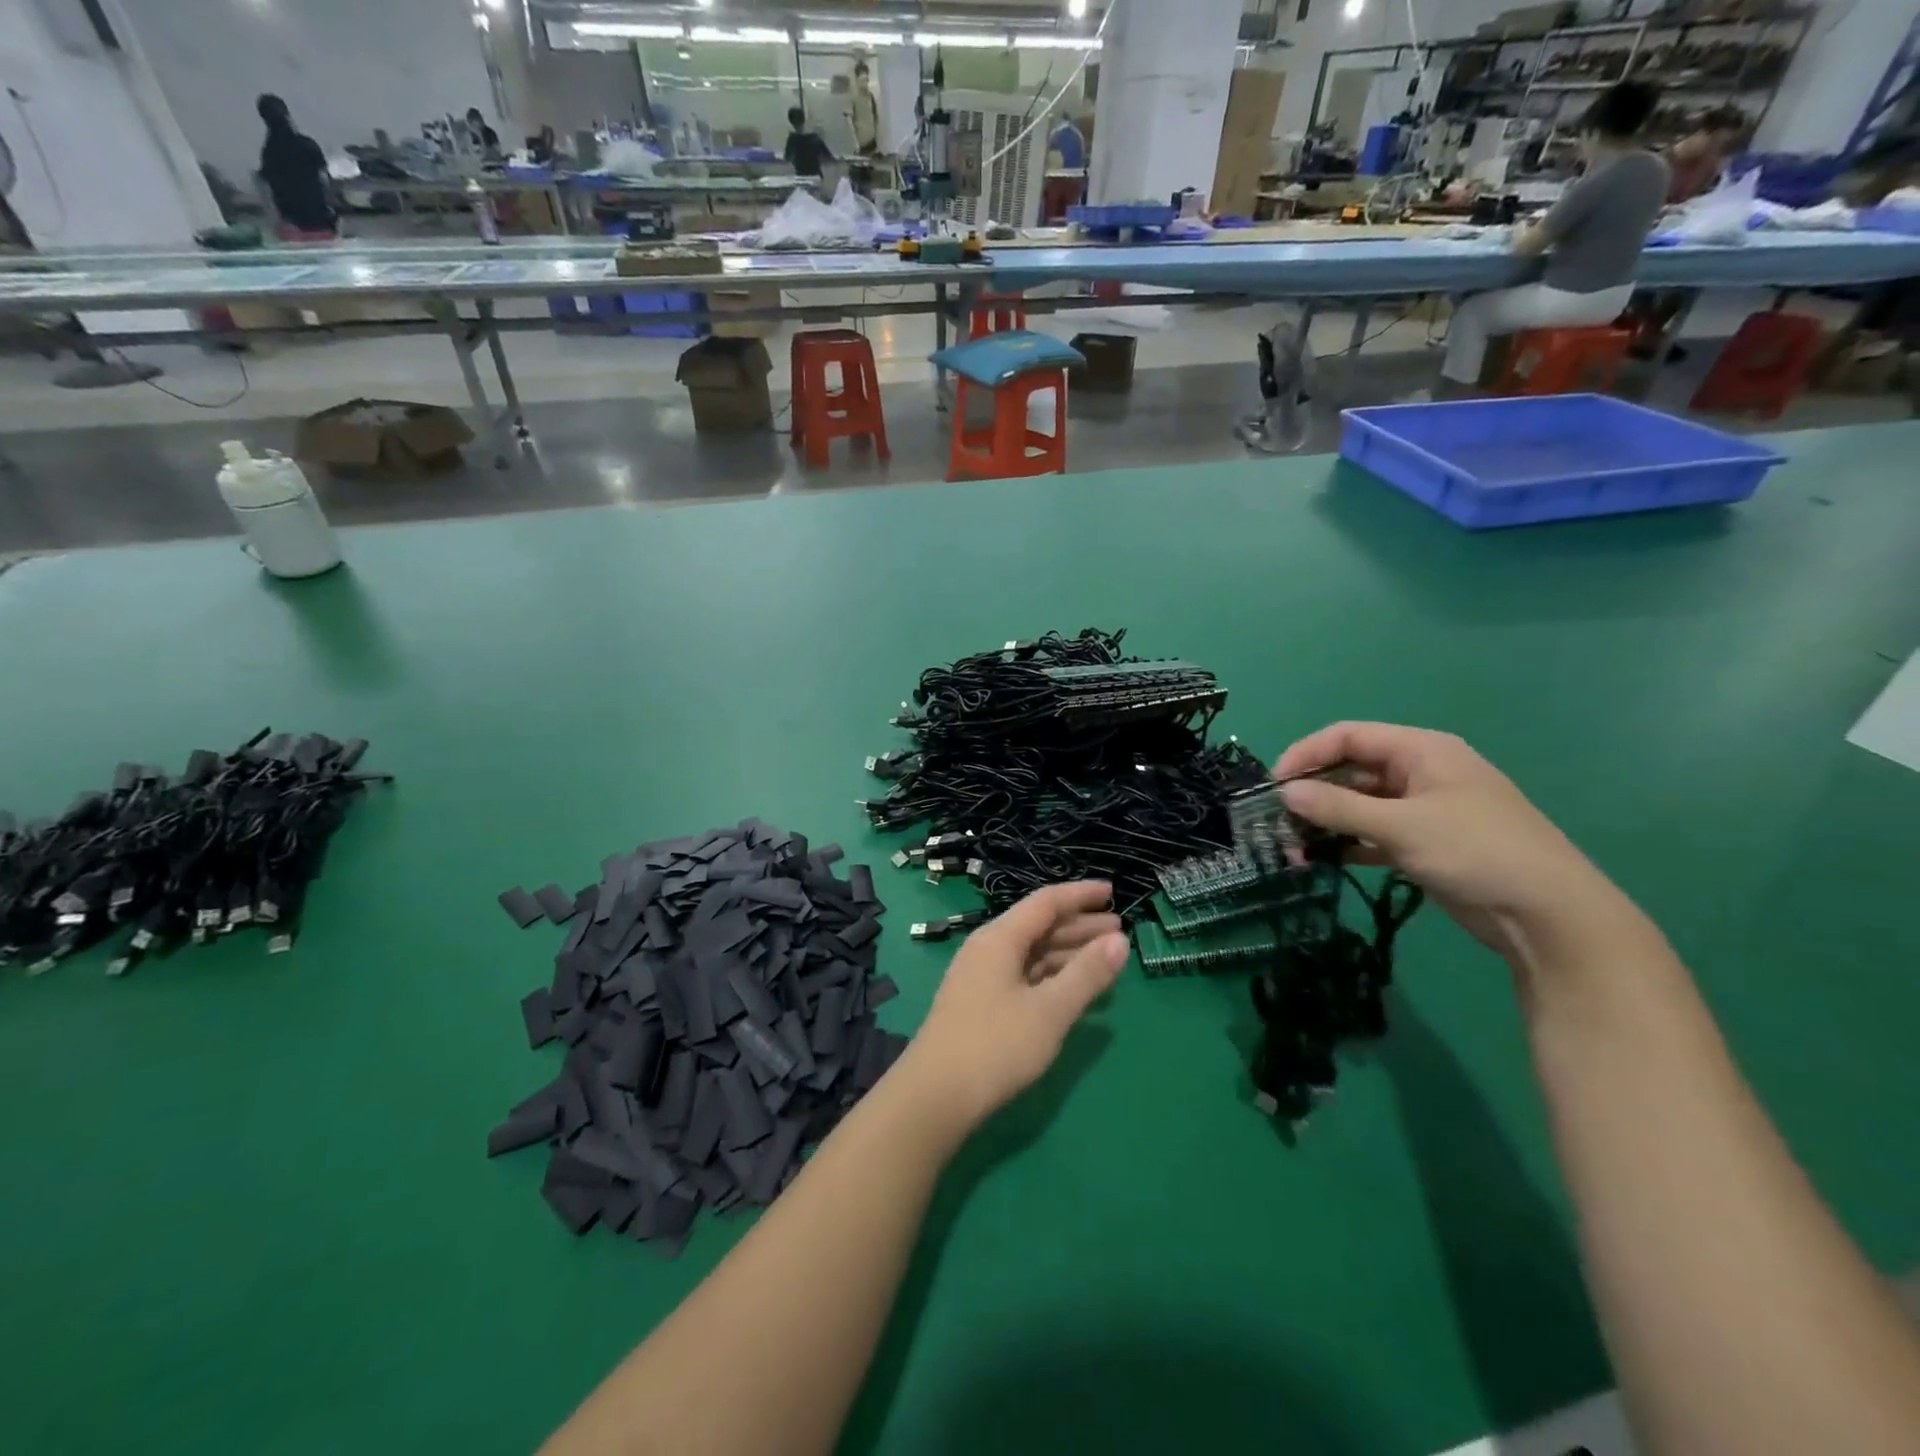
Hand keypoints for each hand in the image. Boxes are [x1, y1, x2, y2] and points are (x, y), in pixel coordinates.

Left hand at [895, 882, 1126, 1132]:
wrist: (935, 1096)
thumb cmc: (996, 1045)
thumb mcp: (1050, 1010)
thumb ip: (1087, 974)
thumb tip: (1120, 940)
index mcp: (999, 938)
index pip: (1045, 903)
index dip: (1080, 895)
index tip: (1112, 892)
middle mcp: (988, 949)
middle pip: (1039, 926)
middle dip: (1079, 926)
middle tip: (1120, 931)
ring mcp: (981, 978)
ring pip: (1032, 954)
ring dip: (1068, 953)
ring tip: (1105, 960)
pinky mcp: (981, 1005)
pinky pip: (1024, 976)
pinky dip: (1052, 977)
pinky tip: (1074, 991)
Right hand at [1274, 722, 1635, 967]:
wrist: (1548, 915)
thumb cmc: (1476, 851)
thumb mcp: (1401, 825)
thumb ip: (1338, 807)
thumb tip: (1285, 792)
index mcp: (1421, 751)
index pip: (1348, 737)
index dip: (1307, 754)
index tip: (1275, 785)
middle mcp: (1420, 773)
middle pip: (1351, 770)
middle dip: (1312, 794)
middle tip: (1278, 822)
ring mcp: (1423, 810)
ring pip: (1359, 805)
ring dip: (1326, 822)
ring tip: (1294, 849)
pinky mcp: (1424, 843)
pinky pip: (1372, 833)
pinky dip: (1347, 843)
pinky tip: (1322, 861)